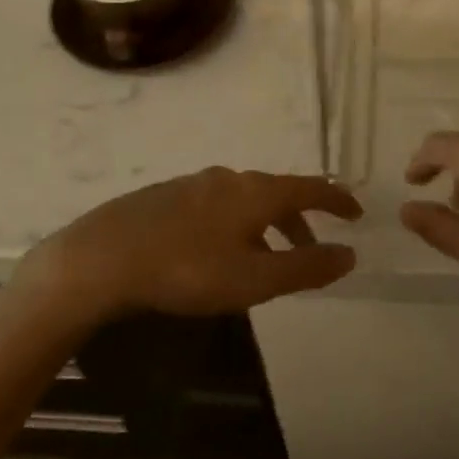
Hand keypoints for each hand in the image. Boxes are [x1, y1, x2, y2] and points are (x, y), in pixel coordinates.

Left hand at [29, 168, 361, 322]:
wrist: (103, 257)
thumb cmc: (187, 270)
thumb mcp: (254, 279)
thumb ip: (305, 267)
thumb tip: (349, 254)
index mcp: (255, 192)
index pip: (309, 187)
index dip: (336, 199)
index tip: (356, 212)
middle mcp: (228, 178)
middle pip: (277, 193)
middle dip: (300, 221)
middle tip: (312, 250)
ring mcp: (193, 184)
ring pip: (244, 201)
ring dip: (266, 226)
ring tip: (265, 259)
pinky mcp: (165, 197)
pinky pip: (217, 207)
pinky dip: (236, 225)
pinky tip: (219, 253)